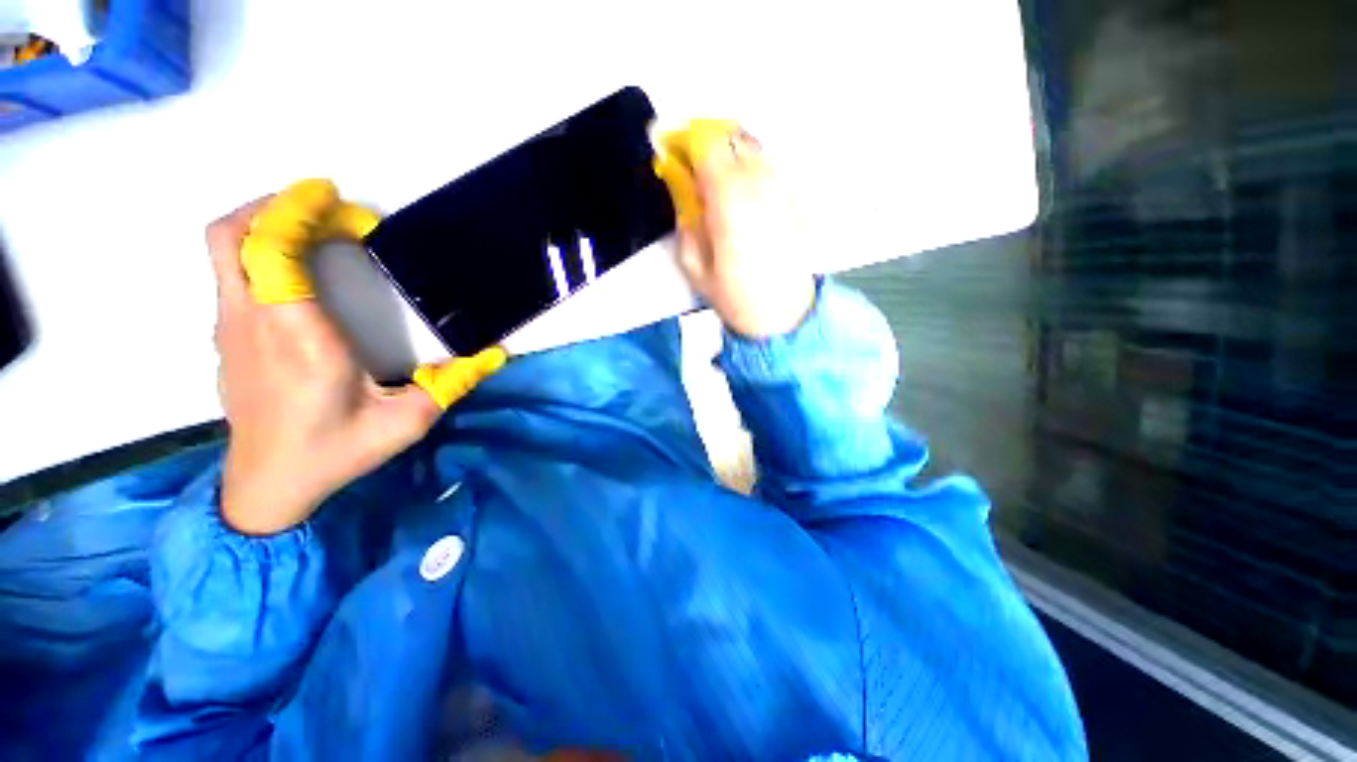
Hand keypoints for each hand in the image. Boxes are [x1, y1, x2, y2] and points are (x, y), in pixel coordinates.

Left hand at [209, 180, 503, 535]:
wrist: (267, 486)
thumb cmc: (335, 452)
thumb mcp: (407, 423)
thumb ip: (453, 384)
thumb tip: (495, 354)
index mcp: (299, 339)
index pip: (271, 251)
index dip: (298, 211)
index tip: (338, 201)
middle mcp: (253, 323)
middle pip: (232, 236)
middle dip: (277, 205)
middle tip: (328, 208)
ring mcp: (231, 328)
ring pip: (226, 250)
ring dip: (267, 223)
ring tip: (318, 228)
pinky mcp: (227, 336)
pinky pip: (231, 272)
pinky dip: (259, 248)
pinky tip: (300, 267)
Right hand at [658, 123, 816, 337]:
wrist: (782, 315)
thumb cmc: (735, 297)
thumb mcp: (696, 269)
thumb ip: (687, 225)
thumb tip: (683, 193)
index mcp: (730, 204)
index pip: (707, 148)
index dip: (686, 141)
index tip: (672, 149)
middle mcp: (760, 187)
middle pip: (733, 138)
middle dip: (709, 142)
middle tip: (695, 163)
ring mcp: (784, 190)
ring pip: (756, 147)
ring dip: (734, 151)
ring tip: (721, 175)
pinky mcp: (798, 199)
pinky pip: (775, 165)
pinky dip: (757, 166)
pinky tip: (749, 188)